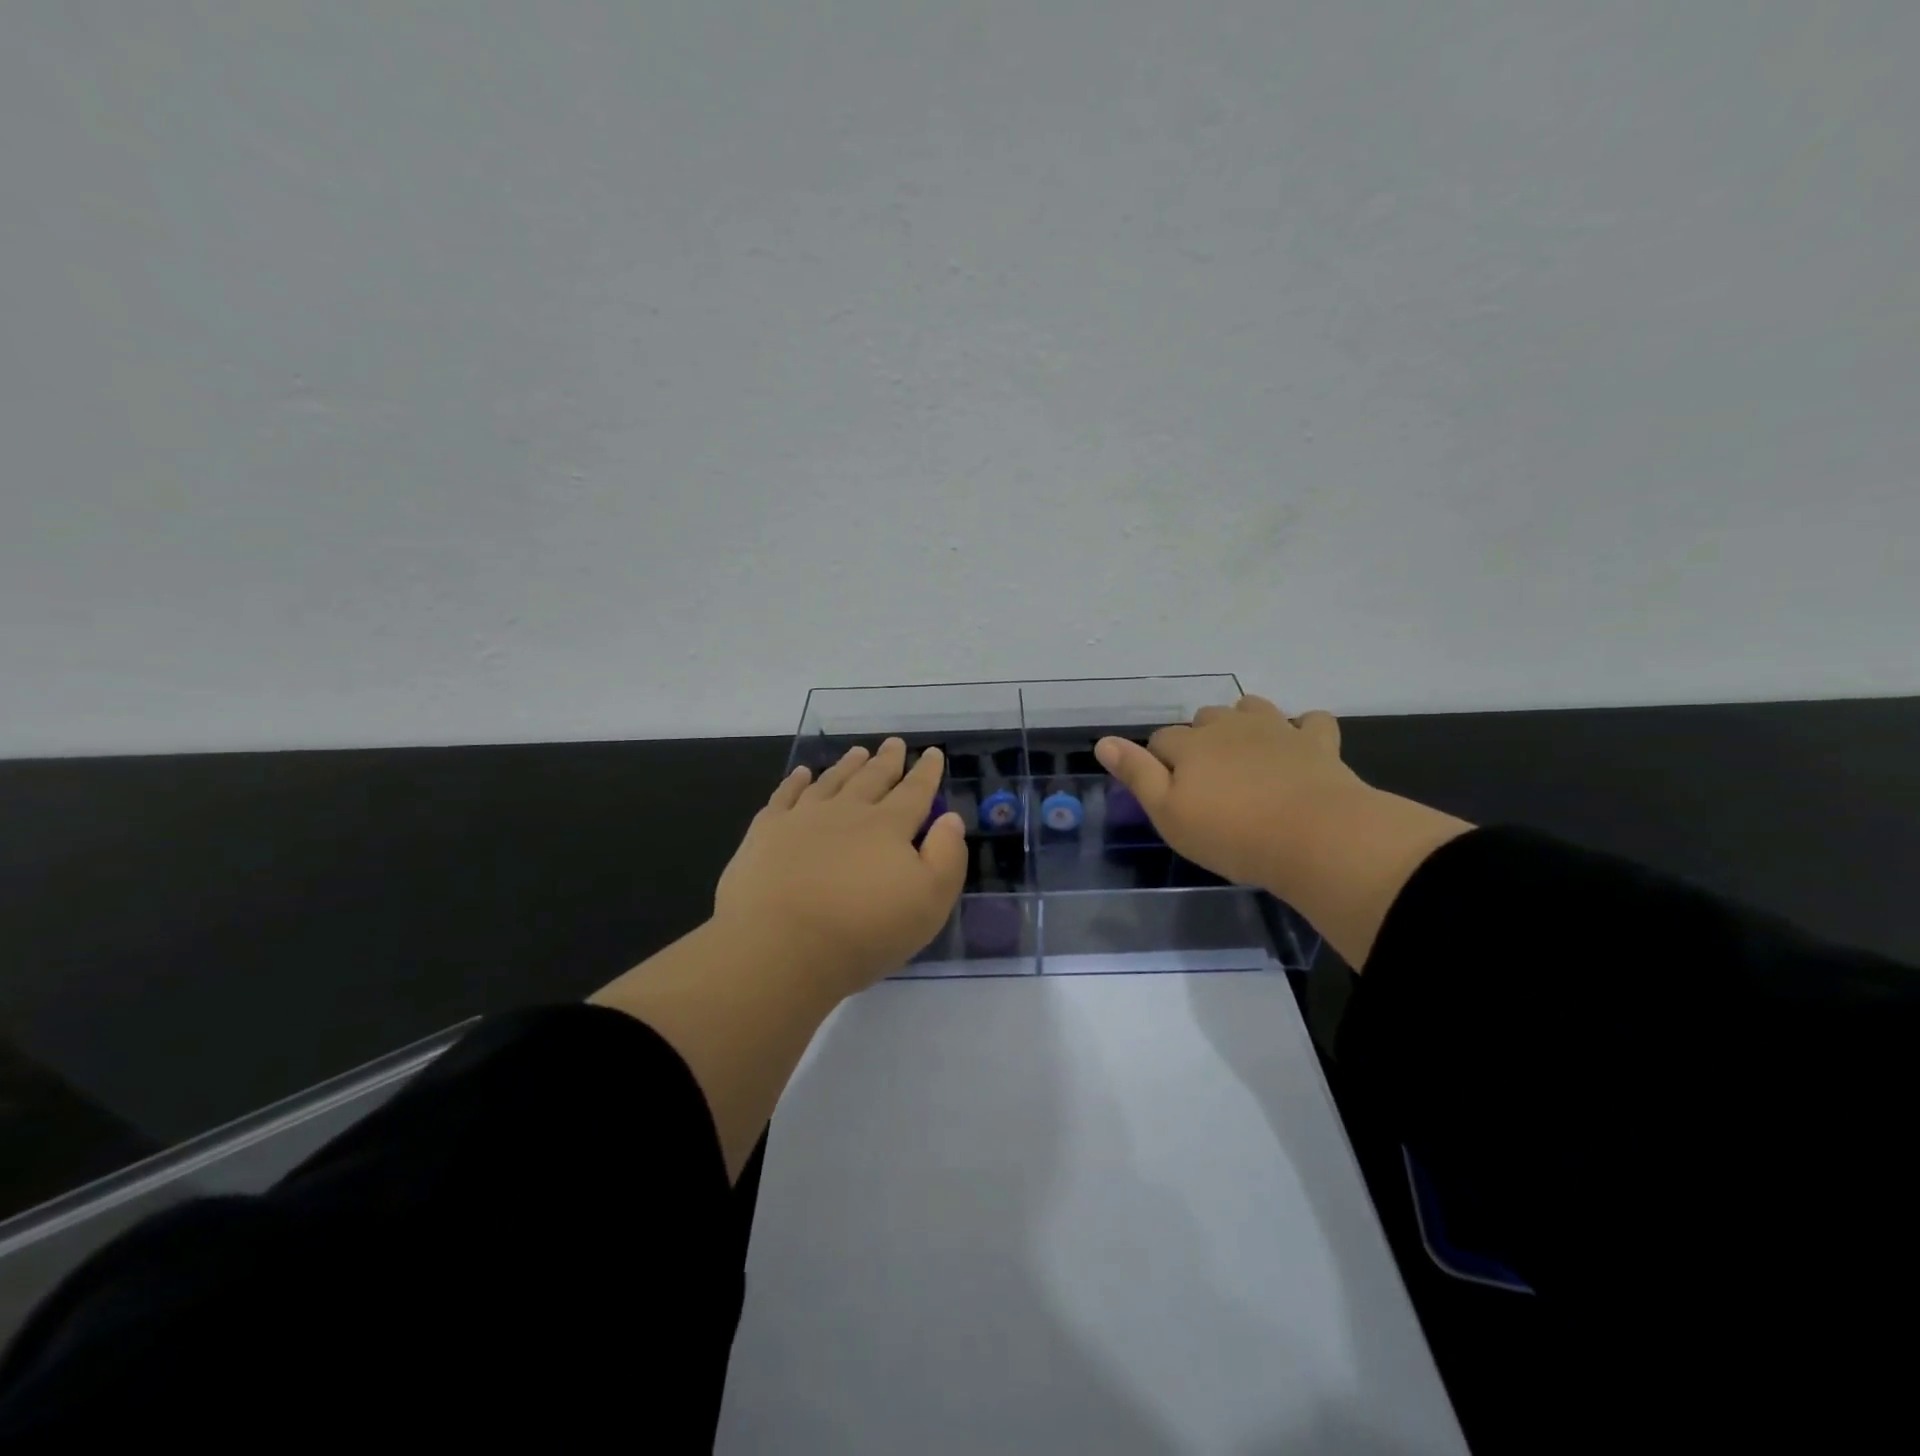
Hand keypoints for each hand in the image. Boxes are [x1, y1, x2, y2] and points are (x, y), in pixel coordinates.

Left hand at [714, 738, 967, 997]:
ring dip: (847, 765)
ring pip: (831, 781)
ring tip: (857, 752)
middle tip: (894, 743)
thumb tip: (950, 818)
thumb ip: (946, 857)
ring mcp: (803, 818)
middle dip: (887, 760)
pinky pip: (784, 796)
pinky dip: (795, 782)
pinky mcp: (766, 833)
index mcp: (888, 827)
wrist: (780, 947)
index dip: (926, 772)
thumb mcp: (929, 902)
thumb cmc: (863, 931)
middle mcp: (847, 812)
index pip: (914, 792)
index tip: (932, 753)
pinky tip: (801, 774)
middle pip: (872, 778)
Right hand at [1095, 695, 1367, 891]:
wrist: (1316, 837)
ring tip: (1245, 754)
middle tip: (1207, 780)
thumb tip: (1103, 742)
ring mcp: (1276, 729)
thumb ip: (1137, 774)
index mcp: (1190, 744)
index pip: (1160, 740)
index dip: (1158, 762)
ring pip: (1251, 708)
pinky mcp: (1317, 742)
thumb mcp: (1169, 814)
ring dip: (1243, 723)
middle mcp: (1229, 726)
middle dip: (1199, 740)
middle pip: (1203, 719)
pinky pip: (1311, 721)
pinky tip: (1299, 746)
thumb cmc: (1232, 834)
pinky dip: (1302, 730)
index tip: (1169, 791)